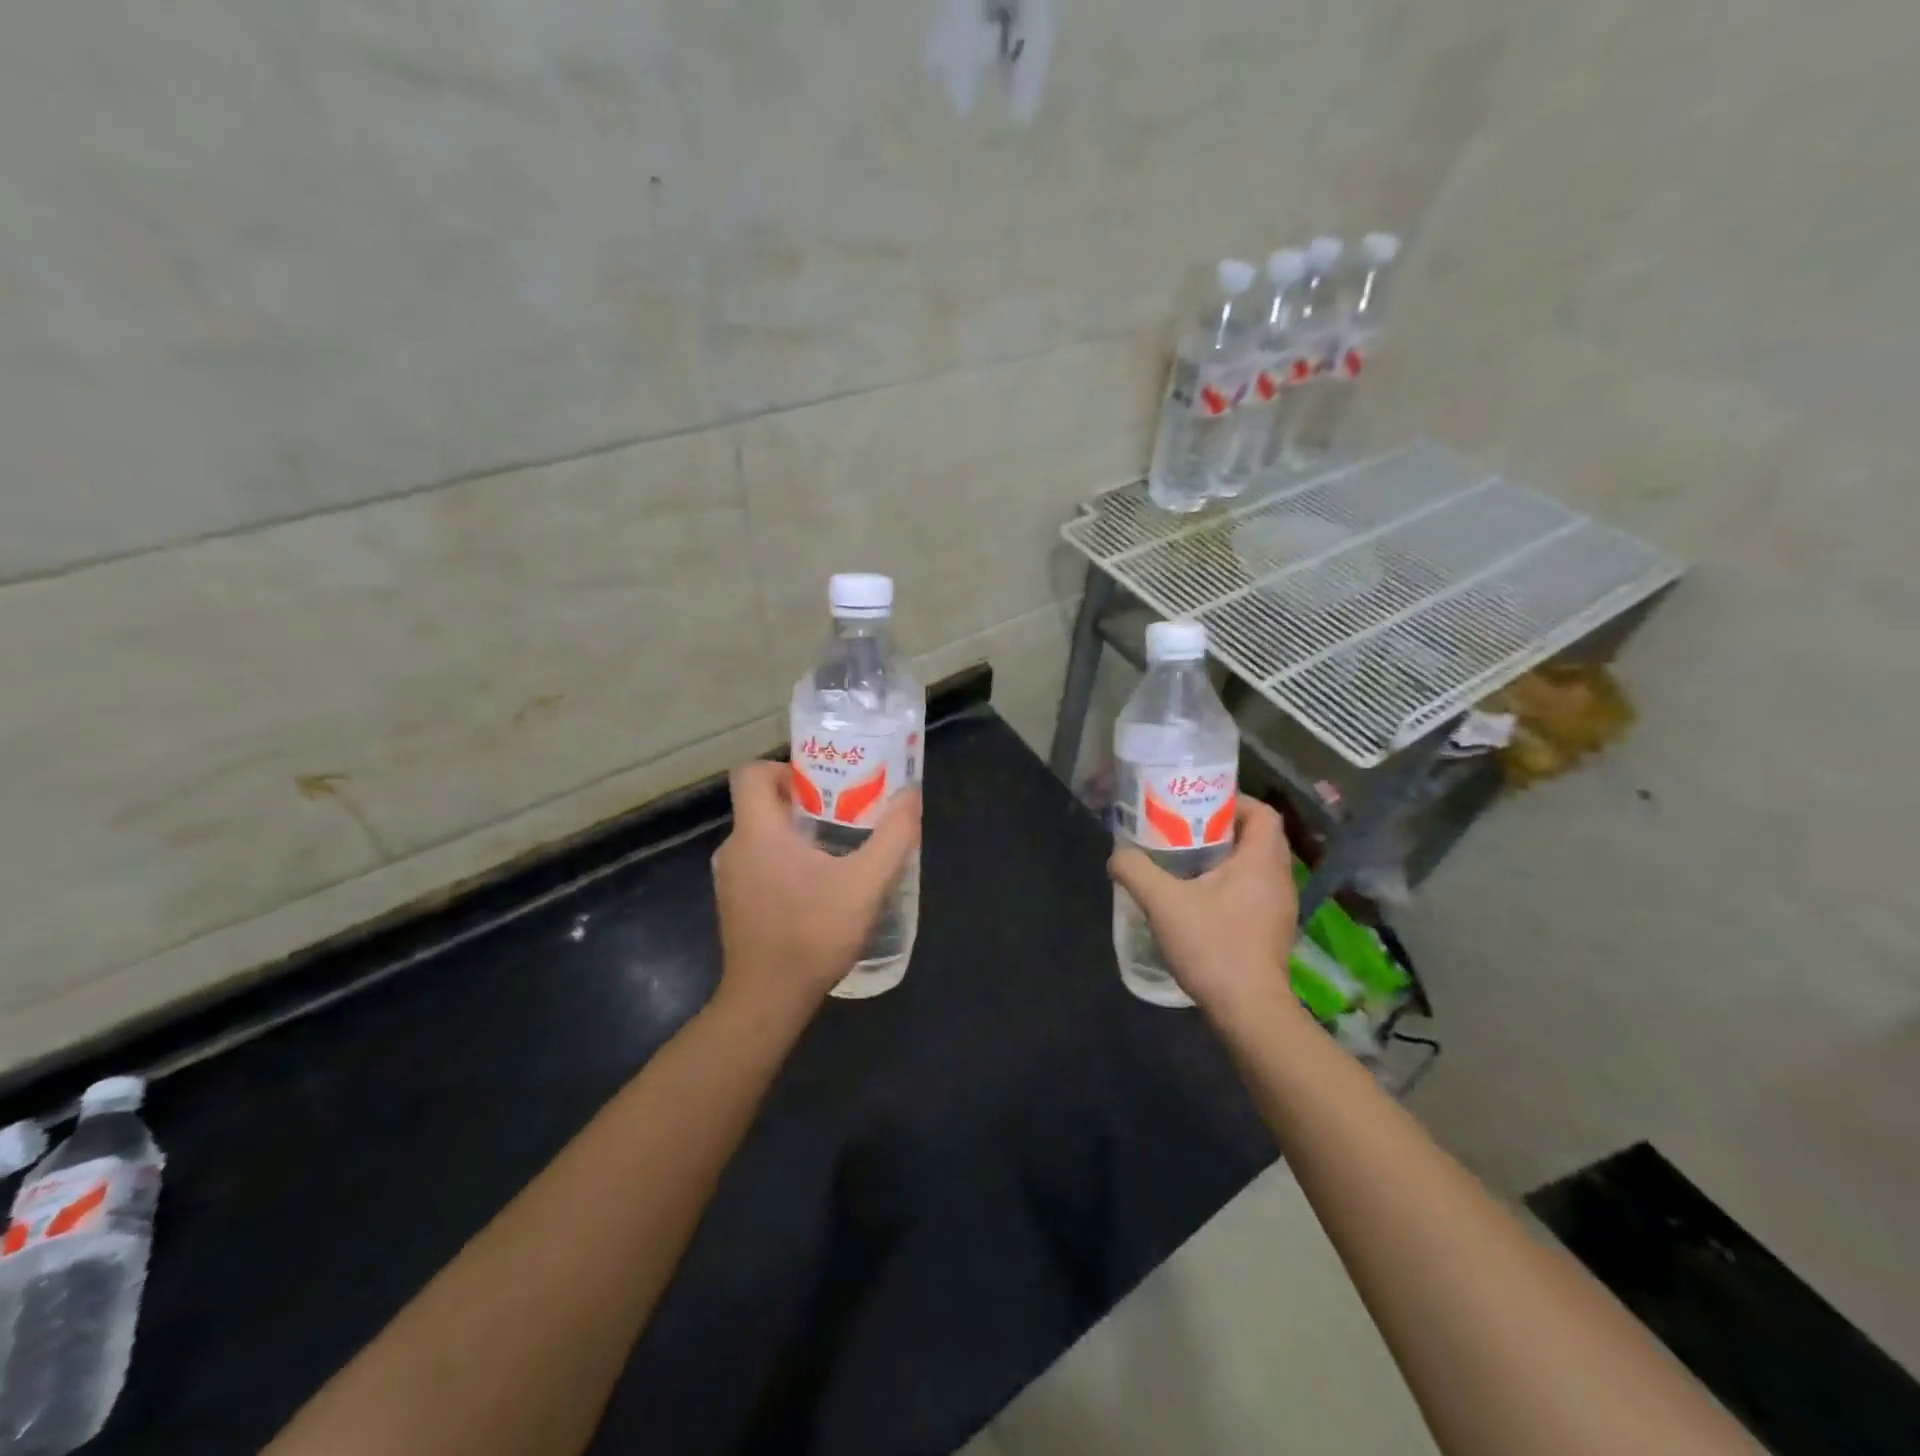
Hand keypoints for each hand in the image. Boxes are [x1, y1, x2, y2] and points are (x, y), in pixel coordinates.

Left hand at [711, 760, 921, 1017]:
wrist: (768, 1000)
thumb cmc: (813, 933)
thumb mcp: (866, 883)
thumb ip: (892, 836)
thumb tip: (911, 795)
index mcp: (756, 832)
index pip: (751, 773)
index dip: (784, 768)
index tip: (820, 785)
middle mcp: (734, 848)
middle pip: (761, 804)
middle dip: (802, 803)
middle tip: (844, 815)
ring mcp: (729, 880)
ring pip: (761, 838)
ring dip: (795, 837)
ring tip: (838, 853)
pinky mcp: (734, 906)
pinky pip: (758, 866)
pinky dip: (784, 865)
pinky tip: (819, 890)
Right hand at [1109, 797, 1300, 1024]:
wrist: (1249, 1012)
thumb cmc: (1213, 947)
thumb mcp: (1163, 903)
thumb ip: (1136, 871)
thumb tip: (1117, 857)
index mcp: (1262, 862)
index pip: (1262, 812)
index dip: (1232, 802)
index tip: (1198, 808)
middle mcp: (1279, 879)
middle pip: (1257, 837)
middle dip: (1221, 829)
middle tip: (1184, 832)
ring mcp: (1279, 908)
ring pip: (1255, 866)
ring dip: (1225, 859)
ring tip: (1186, 864)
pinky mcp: (1272, 931)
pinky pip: (1253, 891)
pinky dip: (1229, 885)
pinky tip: (1198, 901)